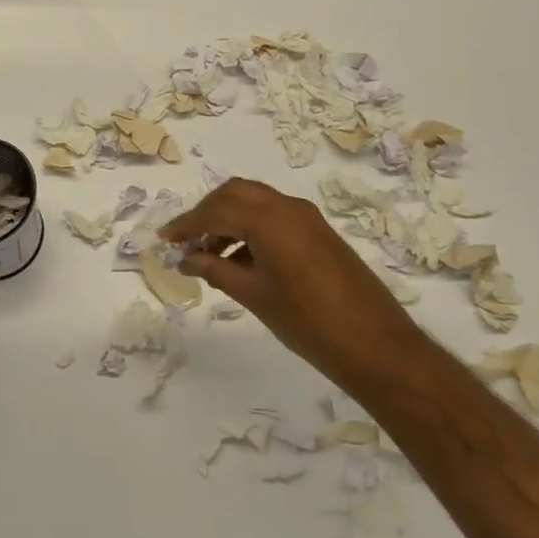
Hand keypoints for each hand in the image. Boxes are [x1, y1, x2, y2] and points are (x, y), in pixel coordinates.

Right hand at [161, 178, 416, 380]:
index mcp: (267, 219)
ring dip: (229, 219)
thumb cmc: (306, 321)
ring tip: (210, 256)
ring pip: (256, 202)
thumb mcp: (253, 295)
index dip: (186, 225)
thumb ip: (215, 270)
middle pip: (235, 193)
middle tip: (187, 241)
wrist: (374, 343)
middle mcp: (287, 207)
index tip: (164, 239)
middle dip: (207, 213)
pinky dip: (251, 227)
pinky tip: (240, 261)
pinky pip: (275, 216)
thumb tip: (186, 259)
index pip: (215, 211)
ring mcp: (306, 217)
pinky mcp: (318, 231)